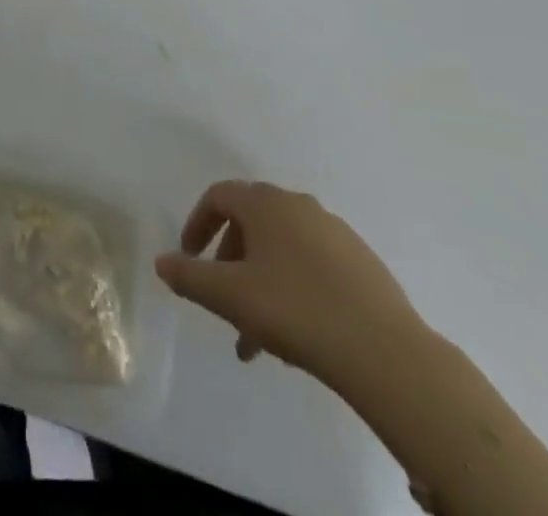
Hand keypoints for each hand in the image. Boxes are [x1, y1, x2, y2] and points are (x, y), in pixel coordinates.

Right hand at [155, 180, 426, 384]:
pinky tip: (298, 331)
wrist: (385, 352)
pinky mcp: (362, 261)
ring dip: (261, 282)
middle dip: (230, 262)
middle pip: (251, 222)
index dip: (197, 224)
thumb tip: (161, 261)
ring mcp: (334, 231)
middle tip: (223, 303)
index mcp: (265, 203)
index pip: (219, 196)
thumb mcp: (230, 296)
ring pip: (282, 248)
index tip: (189, 258)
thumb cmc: (296, 311)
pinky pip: (313, 263)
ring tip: (259, 338)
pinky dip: (294, 287)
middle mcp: (298, 204)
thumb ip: (190, 277)